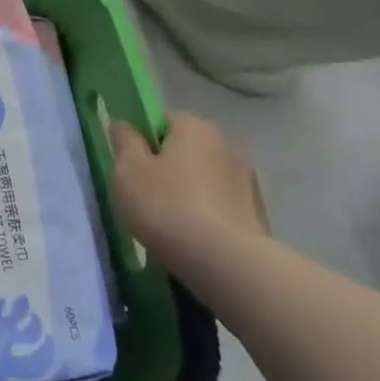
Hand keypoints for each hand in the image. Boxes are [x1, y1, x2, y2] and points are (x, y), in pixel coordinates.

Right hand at [109, 113, 268, 263]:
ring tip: (169, 220)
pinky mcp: (256, 211)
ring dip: (188, 189)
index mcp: (195, 128)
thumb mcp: (127, 169)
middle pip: (185, 148)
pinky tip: (192, 235)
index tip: (130, 165)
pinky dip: (206, 211)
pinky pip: (220, 202)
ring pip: (204, 176)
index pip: (162, 120)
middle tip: (144, 193)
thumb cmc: (166, 205)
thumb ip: (124, 140)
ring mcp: (247, 179)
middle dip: (167, 165)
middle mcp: (227, 144)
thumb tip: (123, 124)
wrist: (224, 261)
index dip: (142, 140)